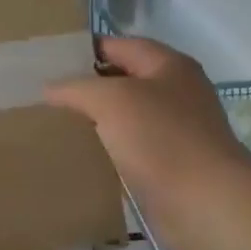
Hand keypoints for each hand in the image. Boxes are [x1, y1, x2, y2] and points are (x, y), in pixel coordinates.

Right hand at [45, 36, 250, 249]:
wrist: (206, 204)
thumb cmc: (161, 139)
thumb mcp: (111, 99)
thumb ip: (76, 88)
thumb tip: (50, 88)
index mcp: (169, 66)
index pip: (120, 45)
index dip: (85, 50)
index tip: (48, 61)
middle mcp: (176, 92)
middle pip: (123, 80)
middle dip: (86, 86)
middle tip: (45, 95)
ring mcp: (175, 130)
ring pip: (125, 117)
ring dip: (95, 120)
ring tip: (54, 125)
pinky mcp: (169, 164)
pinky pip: (130, 148)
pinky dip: (107, 150)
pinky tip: (80, 156)